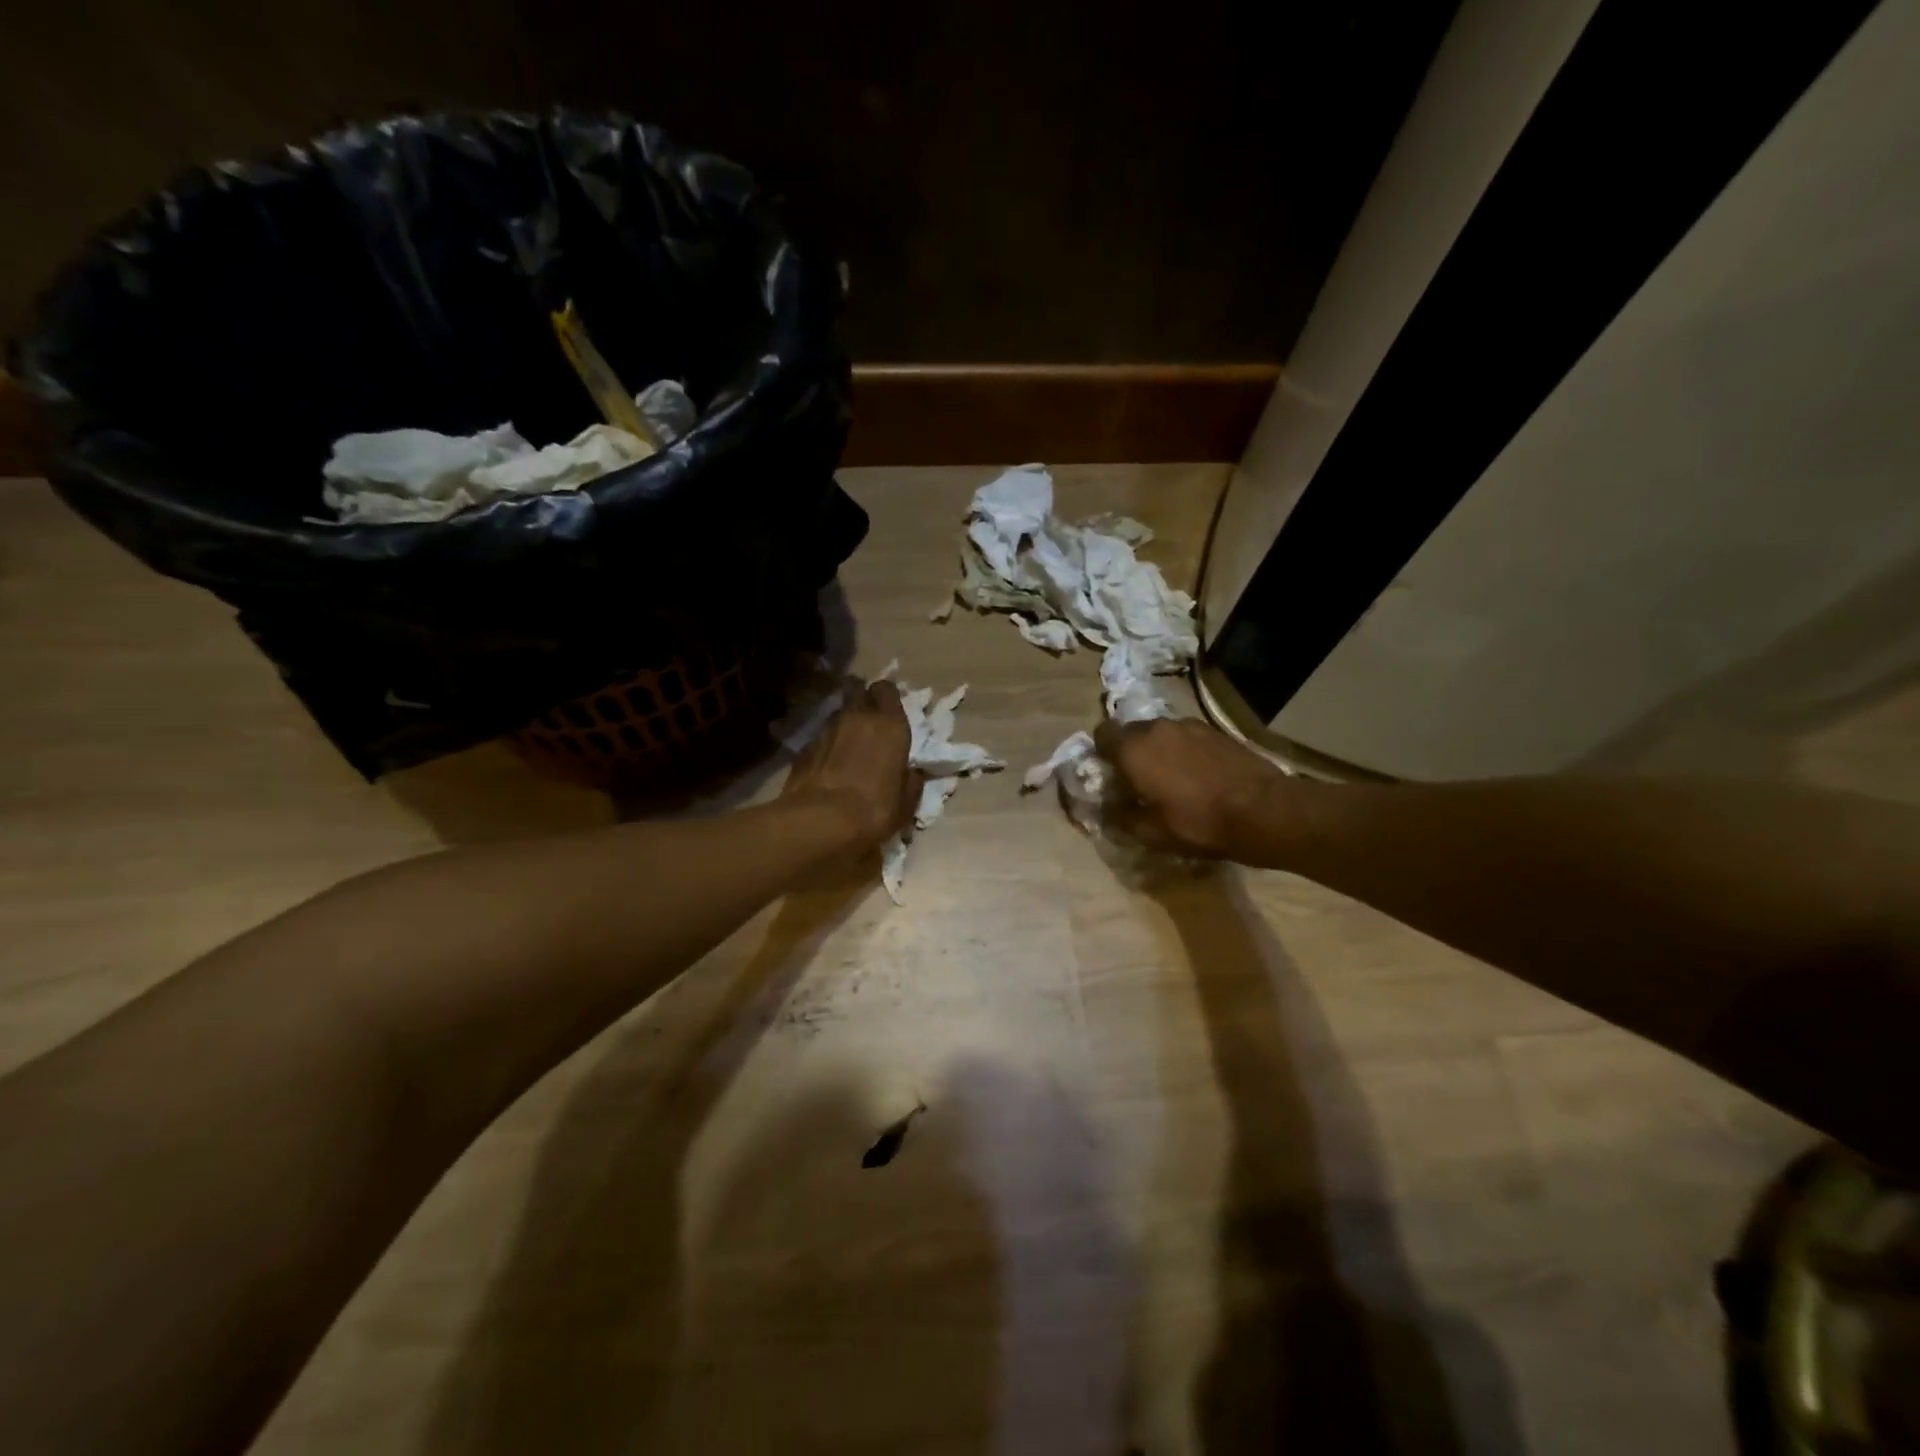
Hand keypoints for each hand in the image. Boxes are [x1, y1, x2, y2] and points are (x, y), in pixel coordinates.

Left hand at [784, 678, 920, 848]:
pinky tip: (829, 766)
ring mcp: (827, 729)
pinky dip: (827, 745)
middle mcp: (858, 717)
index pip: (887, 690)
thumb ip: (911, 781)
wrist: (821, 821)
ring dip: (845, 726)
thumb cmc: (875, 809)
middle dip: (865, 705)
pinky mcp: (804, 746)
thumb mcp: (906, 803)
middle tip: (870, 727)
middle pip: (860, 694)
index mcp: (890, 725)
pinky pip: (821, 737)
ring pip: (839, 715)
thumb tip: (912, 773)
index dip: (887, 699)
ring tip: (849, 749)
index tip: (890, 714)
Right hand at [1094, 716, 1287, 858]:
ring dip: (1160, 750)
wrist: (1264, 810)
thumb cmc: (1199, 823)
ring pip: (1162, 733)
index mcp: (1134, 749)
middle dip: (1131, 751)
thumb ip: (1121, 817)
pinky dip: (1185, 751)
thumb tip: (1108, 808)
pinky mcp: (1216, 731)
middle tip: (1139, 780)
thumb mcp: (1152, 833)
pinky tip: (1199, 775)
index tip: (1110, 774)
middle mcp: (1157, 728)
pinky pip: (1187, 737)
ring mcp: (1190, 725)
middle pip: (1132, 731)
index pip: (1102, 734)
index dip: (1102, 752)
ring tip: (1173, 778)